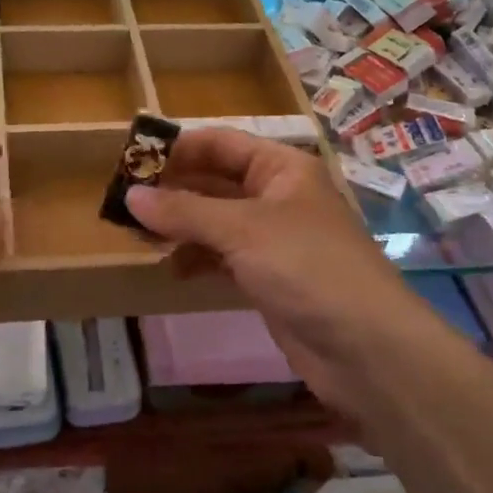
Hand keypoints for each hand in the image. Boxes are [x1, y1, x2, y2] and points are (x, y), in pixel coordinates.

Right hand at [124, 128, 412, 418]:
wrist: (367, 350)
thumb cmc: (307, 268)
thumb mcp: (242, 230)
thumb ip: (184, 211)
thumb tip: (130, 195)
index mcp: (281, 168)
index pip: (219, 143)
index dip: (177, 149)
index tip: (131, 161)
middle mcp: (277, 196)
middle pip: (214, 181)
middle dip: (172, 190)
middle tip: (124, 203)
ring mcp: (274, 239)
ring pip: (215, 221)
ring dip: (180, 227)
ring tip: (139, 236)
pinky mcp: (269, 278)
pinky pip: (223, 257)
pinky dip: (197, 259)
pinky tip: (173, 269)